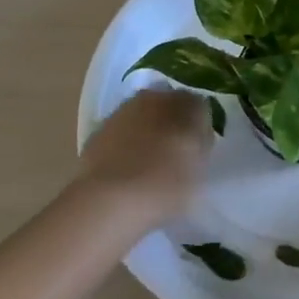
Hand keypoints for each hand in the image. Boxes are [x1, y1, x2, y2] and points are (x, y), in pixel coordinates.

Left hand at [78, 88, 213, 219]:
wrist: (109, 200)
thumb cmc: (166, 183)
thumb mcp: (200, 167)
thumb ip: (201, 144)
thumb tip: (196, 134)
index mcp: (184, 103)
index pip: (199, 107)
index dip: (200, 128)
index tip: (198, 150)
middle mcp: (153, 98)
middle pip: (168, 108)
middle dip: (172, 125)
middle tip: (175, 155)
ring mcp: (122, 113)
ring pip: (142, 119)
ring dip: (147, 134)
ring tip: (149, 166)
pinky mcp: (97, 132)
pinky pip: (121, 135)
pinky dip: (126, 146)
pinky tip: (127, 171)